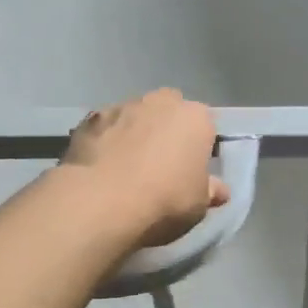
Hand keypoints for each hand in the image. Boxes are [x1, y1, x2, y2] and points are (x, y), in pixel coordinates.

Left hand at [63, 89, 231, 247]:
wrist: (102, 201)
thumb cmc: (165, 200)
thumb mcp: (199, 205)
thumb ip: (210, 190)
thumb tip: (219, 189)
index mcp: (195, 117)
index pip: (205, 126)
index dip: (199, 147)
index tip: (192, 169)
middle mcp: (161, 102)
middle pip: (168, 112)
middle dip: (166, 131)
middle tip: (160, 165)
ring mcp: (121, 106)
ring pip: (134, 117)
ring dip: (134, 134)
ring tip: (125, 168)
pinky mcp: (89, 120)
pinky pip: (105, 129)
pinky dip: (105, 142)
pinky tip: (100, 168)